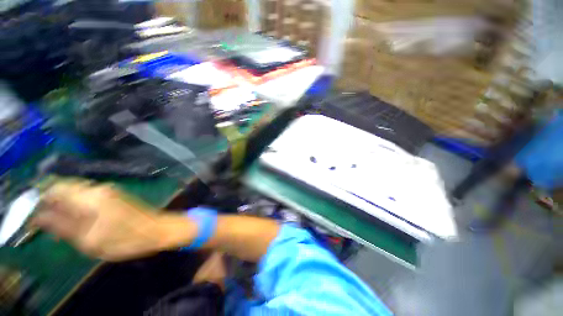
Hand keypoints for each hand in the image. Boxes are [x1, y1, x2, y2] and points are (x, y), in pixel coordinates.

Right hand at [32, 181, 195, 260]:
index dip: (39, 197)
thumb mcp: (90, 240)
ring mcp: (109, 191)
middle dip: (50, 202)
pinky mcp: (115, 196)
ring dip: (63, 205)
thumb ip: (62, 226)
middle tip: (43, 221)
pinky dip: (76, 207)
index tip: (30, 212)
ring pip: (76, 193)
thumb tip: (38, 216)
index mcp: (91, 196)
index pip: (56, 187)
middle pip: (65, 188)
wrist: (159, 230)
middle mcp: (99, 188)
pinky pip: (88, 198)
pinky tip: (75, 220)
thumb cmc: (126, 239)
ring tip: (57, 224)